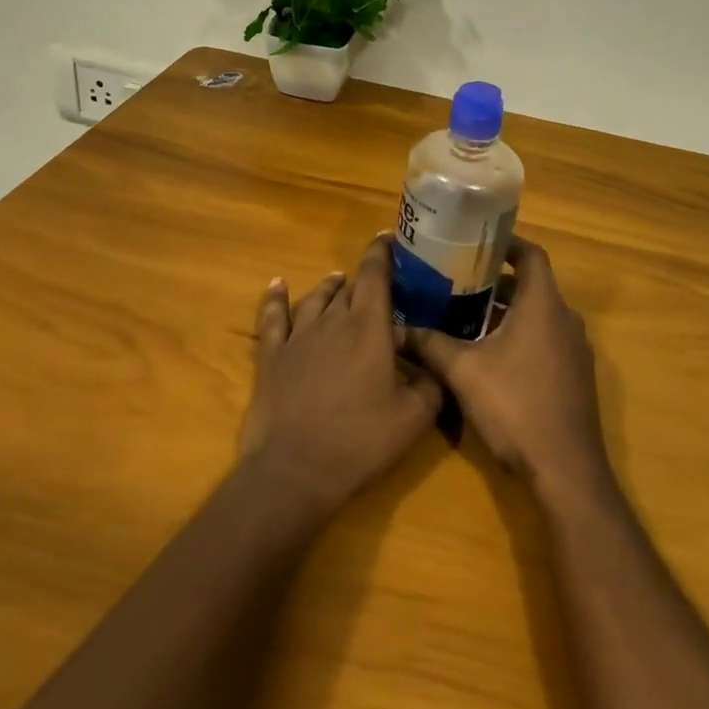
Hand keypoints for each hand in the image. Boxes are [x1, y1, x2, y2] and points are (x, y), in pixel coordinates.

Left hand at [241, 235, 440, 517]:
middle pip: (348, 289)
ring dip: (328, 287)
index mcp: (368, 329)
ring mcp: (297, 337)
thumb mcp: (413, 419)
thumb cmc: (359, 441)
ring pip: (314, 299)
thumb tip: (436, 366)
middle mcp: (332, 322)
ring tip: (337, 279)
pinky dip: (275, 299)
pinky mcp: (271, 356)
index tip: (387, 238)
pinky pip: (272, 318)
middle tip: (375, 280)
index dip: (381, 254)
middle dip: (362, 279)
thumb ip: (430, 386)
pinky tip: (276, 285)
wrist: (294, 469)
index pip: (375, 277)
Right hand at [407, 238, 610, 502]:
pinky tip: (488, 355)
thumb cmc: (515, 406)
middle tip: (457, 280)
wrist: (566, 469)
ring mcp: (574, 351)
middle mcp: (565, 320)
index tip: (476, 242)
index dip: (506, 244)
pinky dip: (520, 335)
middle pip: (532, 286)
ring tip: (465, 315)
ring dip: (506, 311)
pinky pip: (546, 340)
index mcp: (543, 306)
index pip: (531, 256)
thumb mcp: (462, 372)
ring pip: (538, 315)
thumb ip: (430, 344)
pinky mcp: (574, 377)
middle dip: (495, 281)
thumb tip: (397, 327)